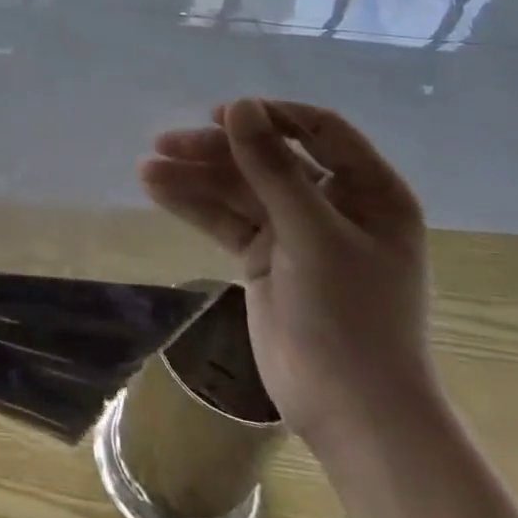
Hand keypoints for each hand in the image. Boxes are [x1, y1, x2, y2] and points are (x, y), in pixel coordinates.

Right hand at [138, 98, 435, 450]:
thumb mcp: (313, 234)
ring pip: (239, 188)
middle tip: (166, 143)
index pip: (319, 131)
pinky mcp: (265, 258)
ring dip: (195, 176)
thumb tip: (239, 105)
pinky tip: (156, 189)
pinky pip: (226, 219)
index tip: (221, 115)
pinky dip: (194, 204)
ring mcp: (297, 233)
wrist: (352, 412)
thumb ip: (272, 168)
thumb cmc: (351, 316)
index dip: (270, 117)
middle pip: (268, 158)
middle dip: (217, 150)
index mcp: (370, 193)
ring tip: (147, 169)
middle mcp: (334, 205)